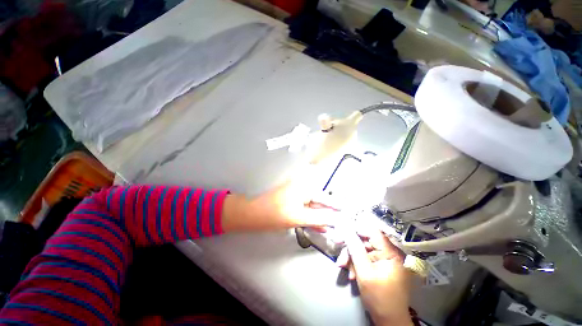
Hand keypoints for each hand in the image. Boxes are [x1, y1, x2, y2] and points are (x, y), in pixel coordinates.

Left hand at [221, 176, 336, 232]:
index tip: (347, 213)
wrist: (252, 213)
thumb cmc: (275, 213)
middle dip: (329, 213)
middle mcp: (302, 187)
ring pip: (313, 206)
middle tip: (341, 223)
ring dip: (321, 216)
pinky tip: (319, 225)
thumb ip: (319, 218)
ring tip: (332, 227)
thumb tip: (336, 220)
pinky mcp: (291, 200)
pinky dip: (312, 216)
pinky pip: (305, 208)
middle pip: (320, 201)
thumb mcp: (299, 217)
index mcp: (305, 187)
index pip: (325, 197)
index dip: (336, 207)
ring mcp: (296, 194)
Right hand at [338, 226, 412, 325]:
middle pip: (366, 240)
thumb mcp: (364, 272)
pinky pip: (367, 257)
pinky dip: (357, 263)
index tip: (341, 232)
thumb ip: (355, 248)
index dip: (355, 229)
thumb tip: (345, 228)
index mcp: (392, 252)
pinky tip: (352, 273)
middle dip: (351, 247)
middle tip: (338, 249)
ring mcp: (387, 259)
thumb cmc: (379, 298)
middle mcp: (391, 252)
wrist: (389, 321)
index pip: (372, 231)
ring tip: (344, 267)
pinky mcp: (383, 264)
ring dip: (352, 257)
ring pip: (364, 249)